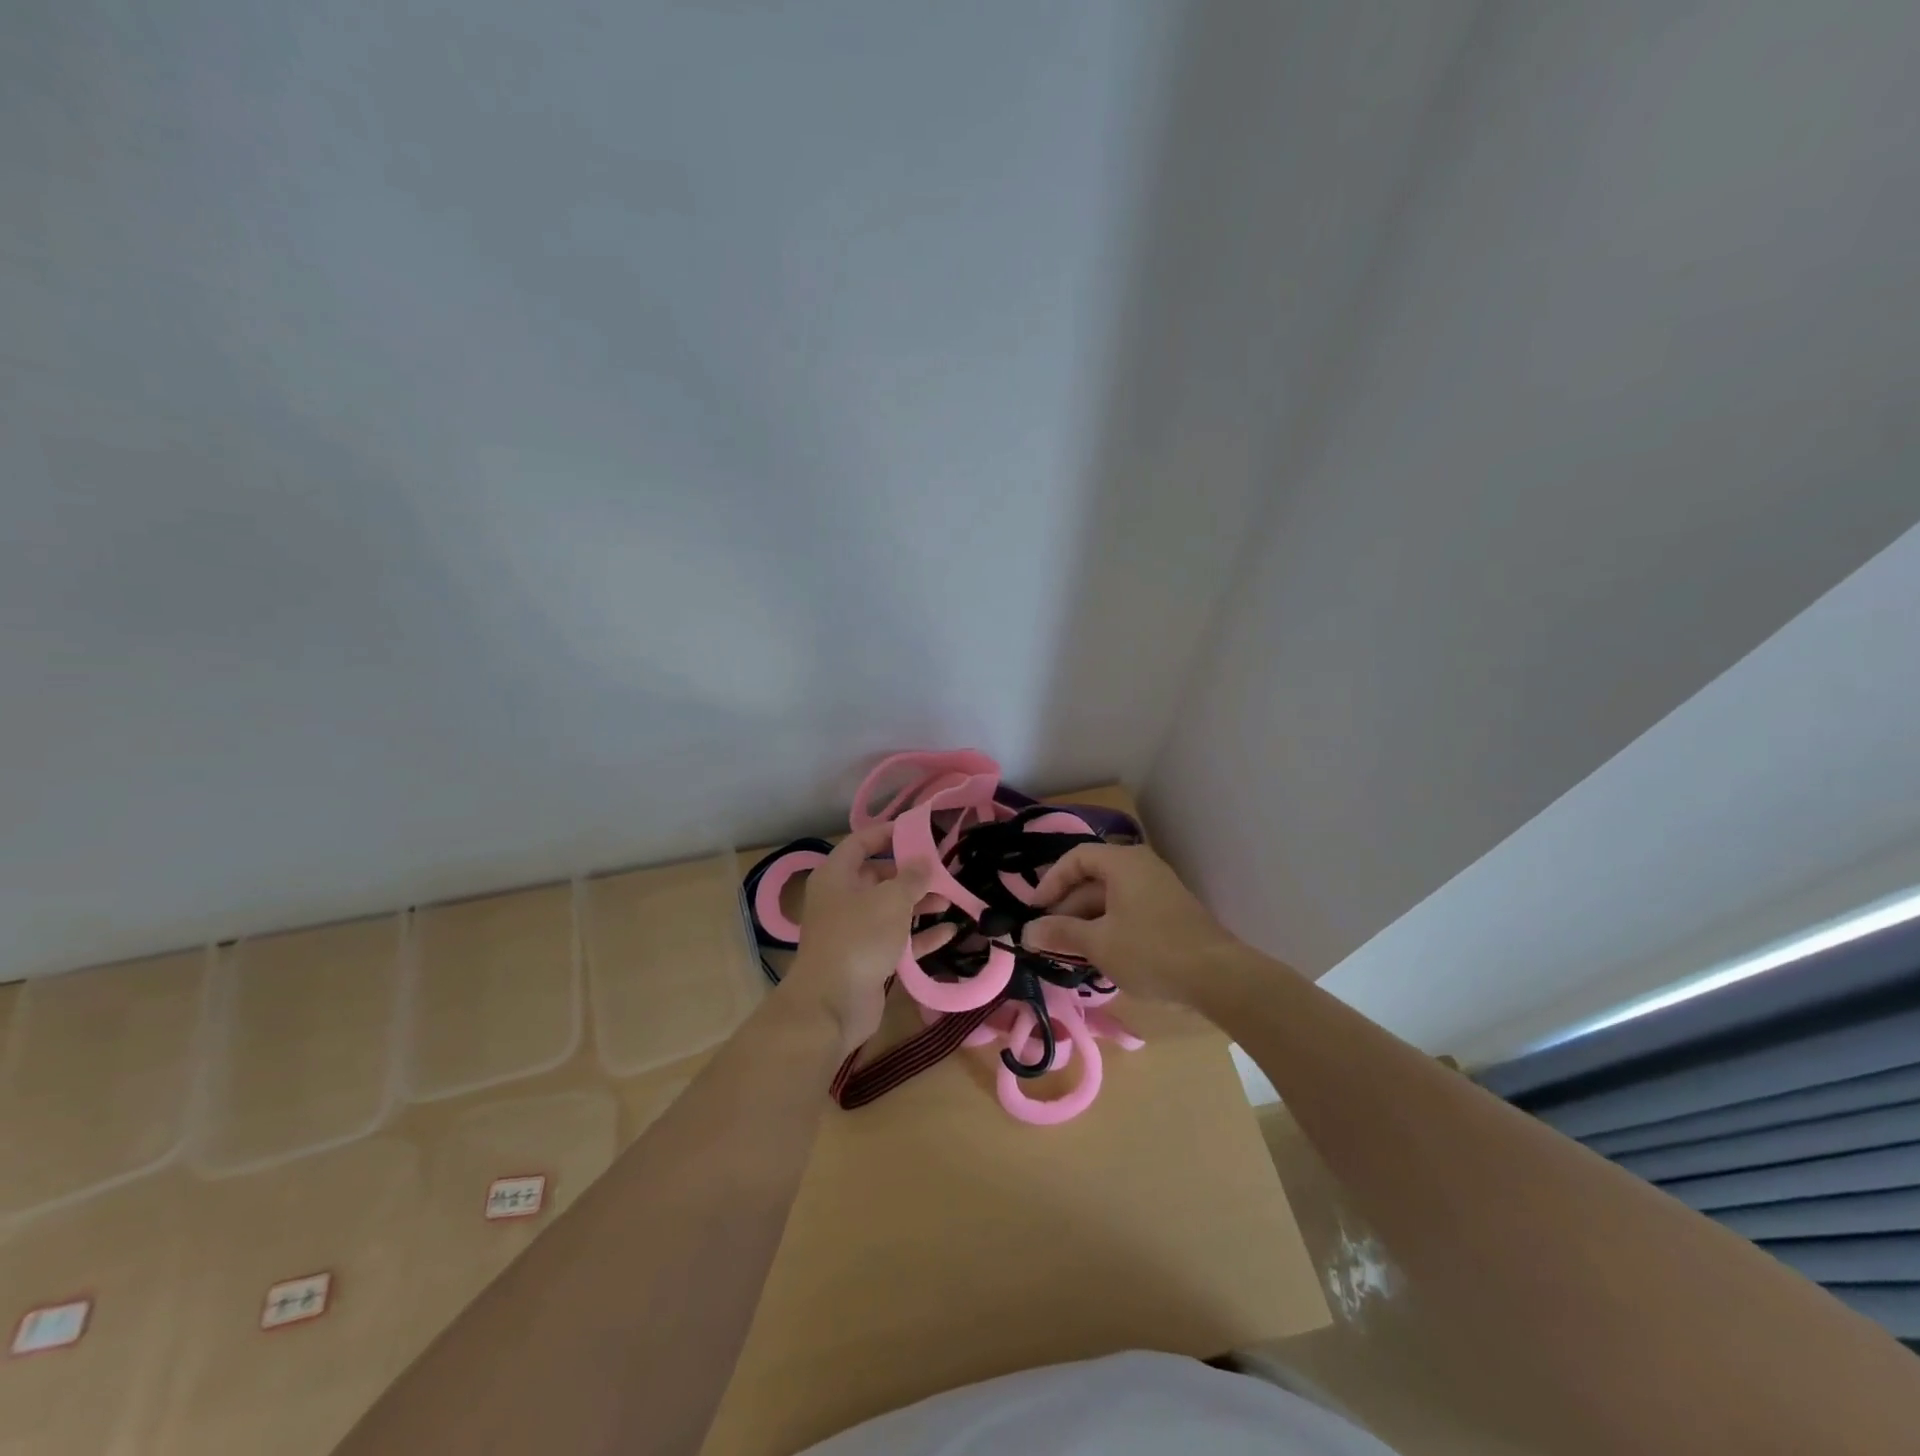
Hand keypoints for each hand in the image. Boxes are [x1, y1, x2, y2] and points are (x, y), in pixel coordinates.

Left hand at [779, 823, 951, 1054]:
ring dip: (919, 904)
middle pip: (879, 876)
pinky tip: (949, 932)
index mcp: (837, 875)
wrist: (832, 1004)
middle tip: (943, 868)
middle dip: (911, 873)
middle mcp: (842, 899)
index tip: (920, 830)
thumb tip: (924, 860)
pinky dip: (919, 936)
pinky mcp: (867, 959)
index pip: (862, 842)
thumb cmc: (859, 938)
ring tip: (951, 899)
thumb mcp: (891, 899)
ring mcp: (854, 931)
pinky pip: (896, 940)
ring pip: (890, 909)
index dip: (889, 833)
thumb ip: (912, 877)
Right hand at [1021, 844, 1239, 1004]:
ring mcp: (1158, 889)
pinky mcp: (1169, 913)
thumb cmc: (1150, 951)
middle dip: (1067, 908)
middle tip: (1048, 938)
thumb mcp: (1098, 943)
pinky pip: (1128, 911)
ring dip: (1086, 921)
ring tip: (1069, 952)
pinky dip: (1108, 927)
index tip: (1035, 911)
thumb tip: (1026, 932)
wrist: (1218, 977)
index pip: (1076, 858)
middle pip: (1092, 878)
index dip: (1050, 882)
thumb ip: (1060, 933)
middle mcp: (1141, 867)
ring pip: (1110, 898)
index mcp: (1123, 862)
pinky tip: (1099, 956)